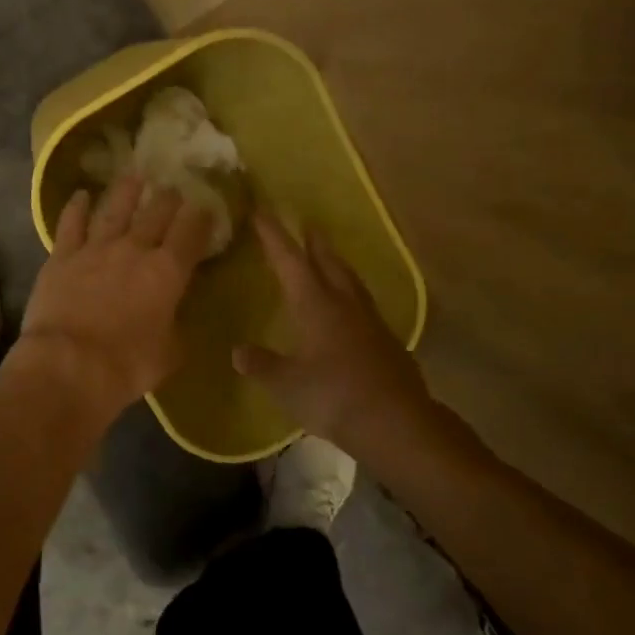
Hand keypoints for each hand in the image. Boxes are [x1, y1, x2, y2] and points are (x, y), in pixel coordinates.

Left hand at [18, 172, 214, 416]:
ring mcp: (96, 248)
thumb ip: (175, 329)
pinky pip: (71, 224)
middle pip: (156, 213)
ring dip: (127, 191)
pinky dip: (77, 207)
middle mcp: (134, 249)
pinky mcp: (62, 256)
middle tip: (173, 188)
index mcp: (167, 272)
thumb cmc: (127, 365)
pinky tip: (81, 195)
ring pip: (115, 209)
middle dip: (168, 199)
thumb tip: (175, 319)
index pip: (191, 234)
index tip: (205, 207)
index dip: (200, 217)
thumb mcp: (169, 354)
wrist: (69, 364)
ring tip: (135, 175)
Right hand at [234, 211, 486, 470]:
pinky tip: (349, 308)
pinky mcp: (386, 341)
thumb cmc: (334, 396)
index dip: (274, 235)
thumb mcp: (286, 384)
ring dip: (336, 264)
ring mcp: (370, 321)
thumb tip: (237, 351)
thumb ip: (262, 364)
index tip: (263, 211)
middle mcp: (344, 303)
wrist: (396, 423)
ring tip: (328, 256)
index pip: (290, 260)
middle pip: (328, 262)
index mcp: (315, 304)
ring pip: (350, 281)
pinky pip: (363, 304)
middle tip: (307, 224)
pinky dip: (350, 294)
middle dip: (314, 243)